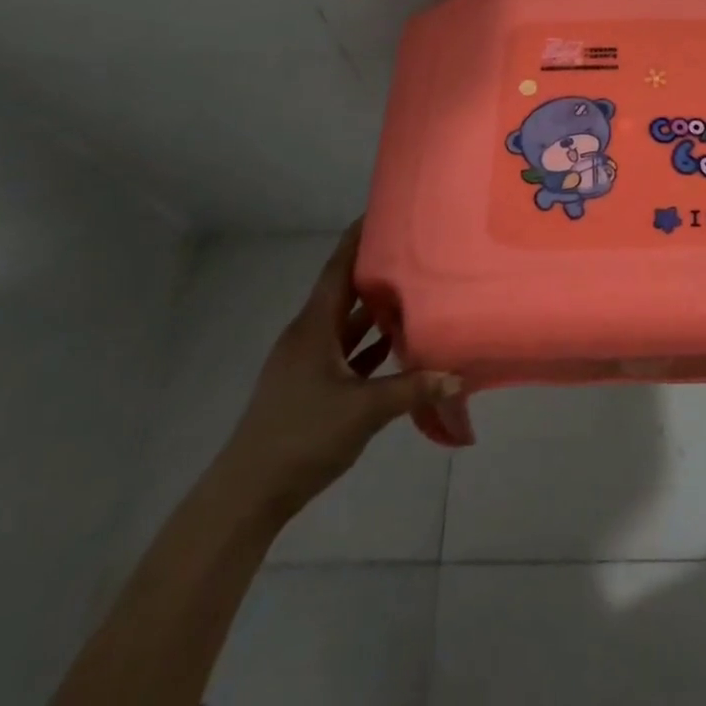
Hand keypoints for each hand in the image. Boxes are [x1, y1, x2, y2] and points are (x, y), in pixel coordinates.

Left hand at [213, 219, 458, 521]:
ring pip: (346, 322)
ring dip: (375, 307)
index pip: (338, 268)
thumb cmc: (301, 436)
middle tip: (415, 247)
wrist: (247, 495)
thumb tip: (458, 373)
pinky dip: (370, 342)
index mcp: (314, 327)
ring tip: (415, 287)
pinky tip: (397, 342)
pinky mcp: (310, 386)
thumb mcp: (363, 410)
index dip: (358, 237)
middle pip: (344, 290)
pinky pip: (346, 350)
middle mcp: (309, 335)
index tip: (384, 210)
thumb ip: (412, 389)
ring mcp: (307, 362)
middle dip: (376, 268)